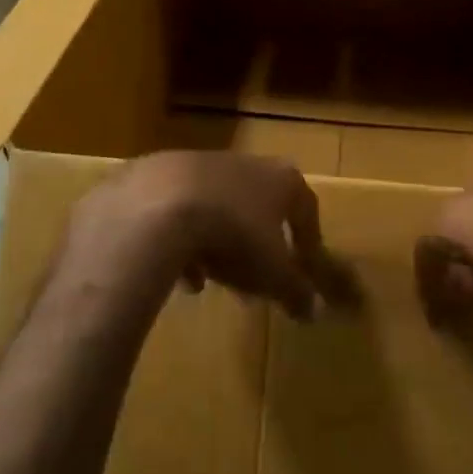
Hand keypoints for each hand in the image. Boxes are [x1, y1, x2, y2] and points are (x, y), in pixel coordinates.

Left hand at [49, 151, 328, 325]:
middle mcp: (244, 162)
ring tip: (211, 280)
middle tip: (254, 279)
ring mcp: (198, 163)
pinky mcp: (158, 173)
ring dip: (217, 242)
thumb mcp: (273, 274)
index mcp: (281, 178)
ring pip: (216, 207)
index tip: (305, 268)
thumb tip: (313, 311)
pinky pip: (178, 211)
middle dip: (257, 243)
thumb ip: (296, 291)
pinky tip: (177, 273)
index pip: (305, 208)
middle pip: (258, 205)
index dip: (308, 241)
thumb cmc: (235, 236)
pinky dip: (180, 239)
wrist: (159, 208)